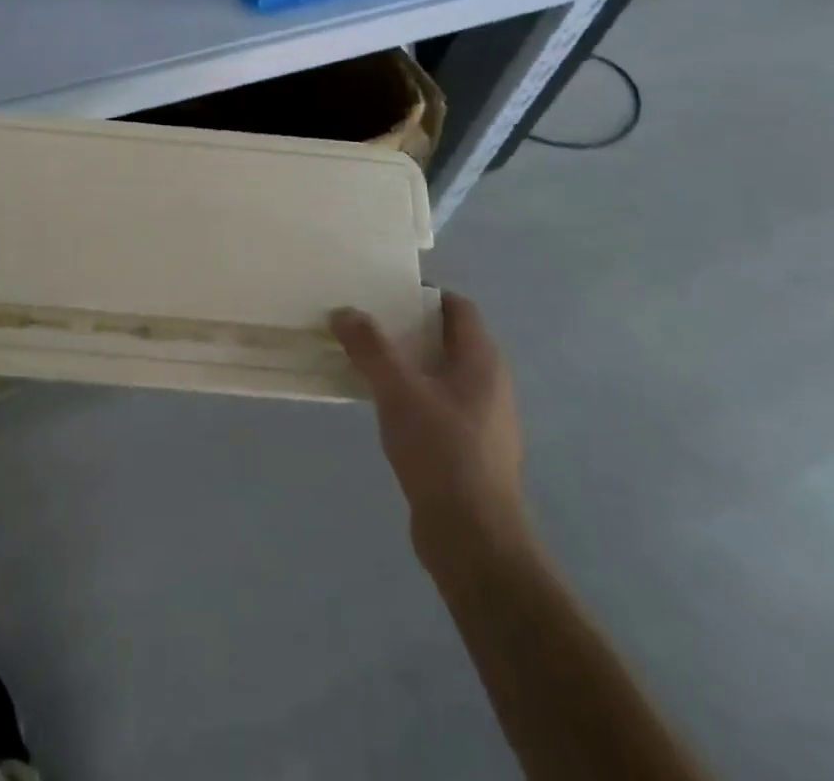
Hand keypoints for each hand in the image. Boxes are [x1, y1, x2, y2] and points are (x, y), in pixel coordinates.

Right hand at [331, 291, 526, 564]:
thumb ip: (371, 348)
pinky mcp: (468, 450)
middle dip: (407, 327)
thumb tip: (344, 311)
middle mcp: (489, 384)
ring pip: (440, 374)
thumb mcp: (398, 391)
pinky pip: (436, 405)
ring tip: (364, 359)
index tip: (384, 292)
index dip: (424, 294)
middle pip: (447, 339)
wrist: (473, 540)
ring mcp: (481, 420)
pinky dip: (410, 395)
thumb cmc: (442, 452)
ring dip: (406, 363)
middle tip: (365, 322)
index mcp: (482, 361)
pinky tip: (380, 405)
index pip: (458, 308)